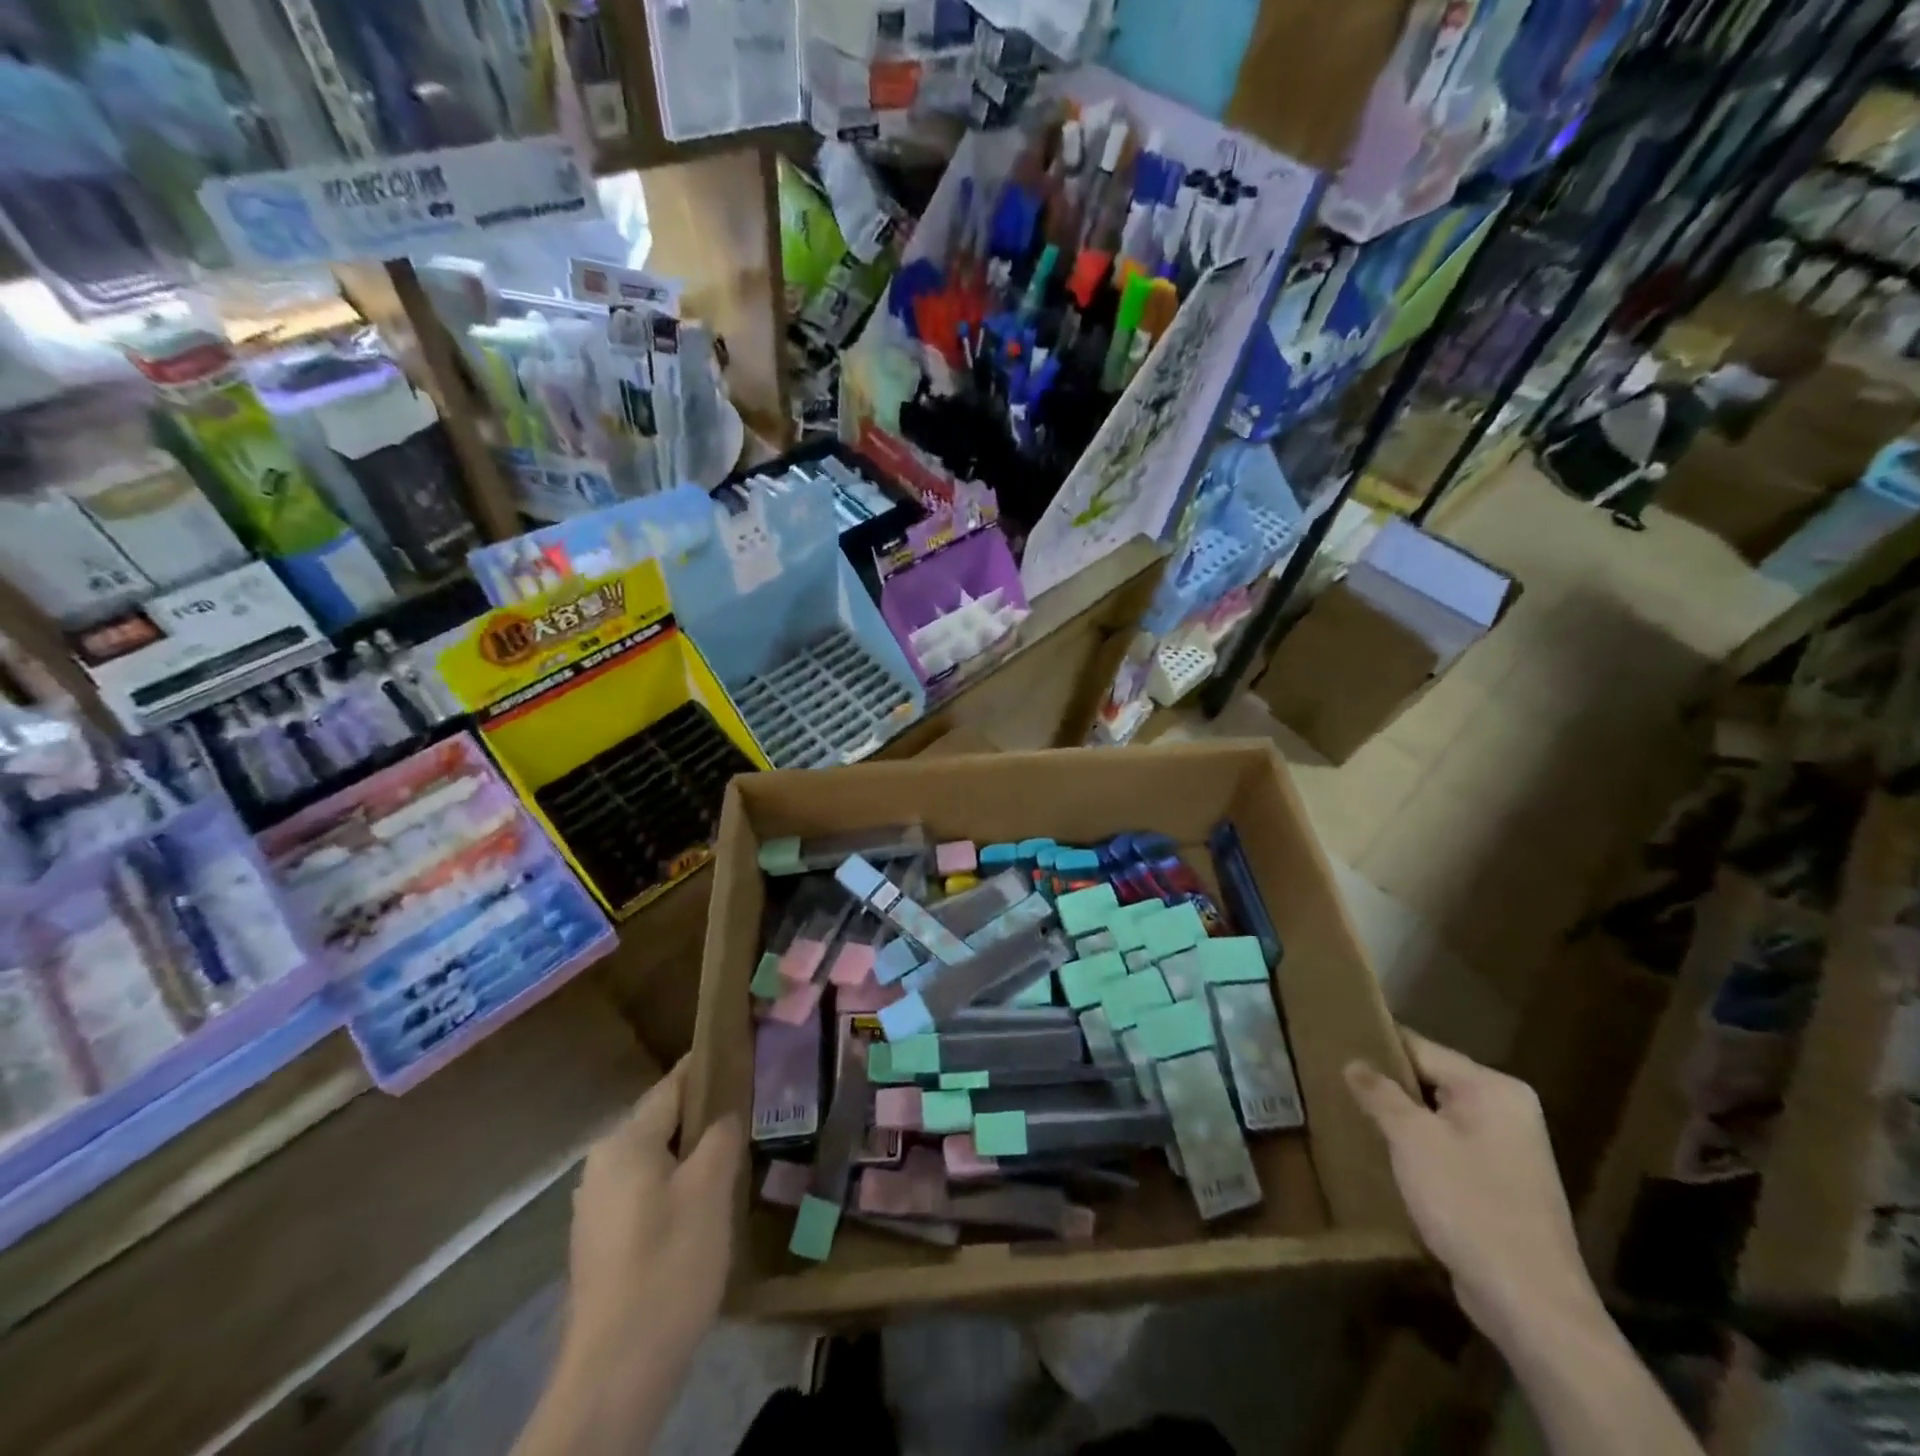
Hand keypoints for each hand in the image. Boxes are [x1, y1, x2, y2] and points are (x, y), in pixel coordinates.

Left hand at [565, 1061, 744, 1371]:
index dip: (709, 1067)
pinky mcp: (602, 1243)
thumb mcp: (710, 1189)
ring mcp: (597, 1207)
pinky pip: (646, 1192)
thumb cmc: (669, 1264)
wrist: (617, 1372)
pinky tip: (705, 1204)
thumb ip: (721, 1135)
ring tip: (736, 1153)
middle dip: (705, 1114)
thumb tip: (726, 1112)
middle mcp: (601, 1166)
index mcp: (624, 1143)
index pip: (673, 1085)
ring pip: (655, 1159)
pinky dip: (676, 1185)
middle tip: (752, 1110)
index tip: (744, 1054)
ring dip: (692, 1153)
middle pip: (663, 1121)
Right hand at [1345, 1031, 1603, 1351]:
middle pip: (1431, 1080)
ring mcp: (1510, 1150)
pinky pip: (1450, 1147)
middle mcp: (1508, 1110)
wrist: (1531, 1303)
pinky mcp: (1503, 1184)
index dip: (1376, 1046)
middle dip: (1387, 1086)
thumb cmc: (1469, 1204)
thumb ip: (1380, 1093)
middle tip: (1335, 1083)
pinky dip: (1420, 1148)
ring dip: (1401, 1120)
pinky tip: (1386, 1157)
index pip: (1421, 1048)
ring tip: (1352, 1115)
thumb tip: (1354, 1062)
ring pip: (1438, 1116)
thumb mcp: (1412, 1140)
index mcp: (1493, 1088)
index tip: (1333, 1045)